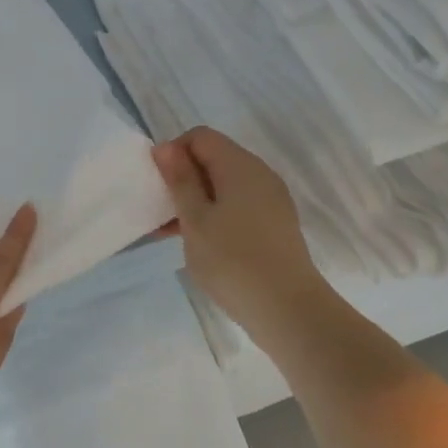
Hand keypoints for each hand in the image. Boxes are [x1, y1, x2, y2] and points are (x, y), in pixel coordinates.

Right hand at [153, 127, 329, 351]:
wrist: (288, 310)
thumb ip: (180, 180)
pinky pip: (237, 205)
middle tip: (160, 209)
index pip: (200, 137)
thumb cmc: (233, 260)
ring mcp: (270, 200)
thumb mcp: (195, 219)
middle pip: (213, 158)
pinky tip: (197, 243)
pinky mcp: (274, 224)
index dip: (174, 152)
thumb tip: (166, 147)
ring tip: (170, 231)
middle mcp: (259, 174)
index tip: (158, 184)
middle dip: (183, 178)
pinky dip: (214, 214)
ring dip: (195, 199)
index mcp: (240, 166)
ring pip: (224, 185)